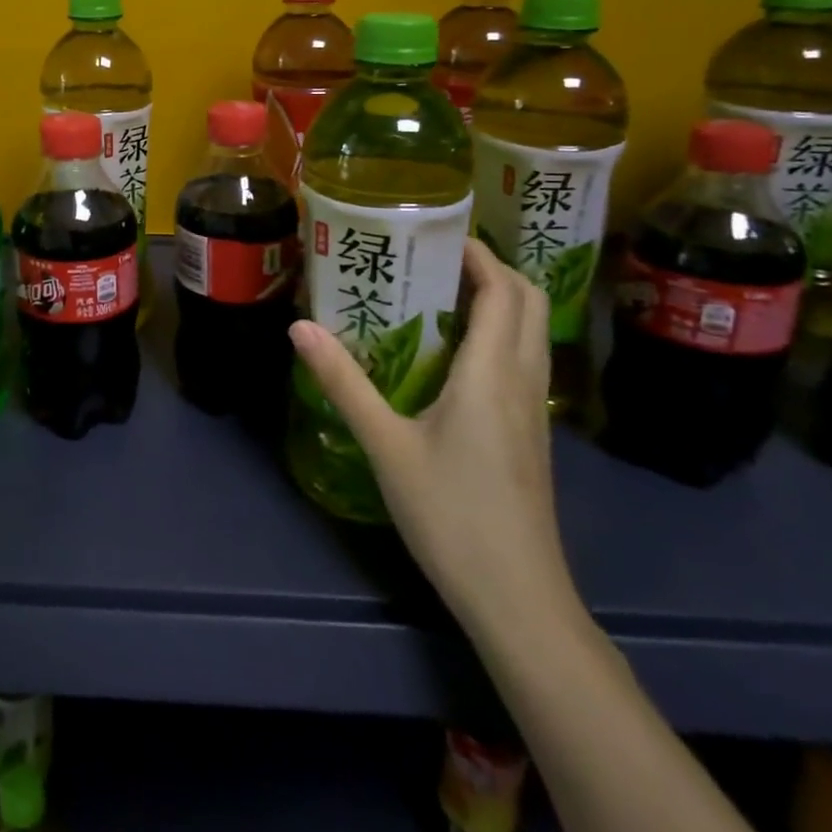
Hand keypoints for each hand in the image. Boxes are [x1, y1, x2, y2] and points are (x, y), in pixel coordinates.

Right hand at [290, 238, 573, 628]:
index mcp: (491, 373)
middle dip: (488, 268)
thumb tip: (300, 326)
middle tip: (432, 258)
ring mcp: (532, 410)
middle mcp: (521, 381)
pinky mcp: (529, 434)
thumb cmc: (451, 515)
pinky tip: (450, 354)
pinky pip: (520, 360)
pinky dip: (496, 334)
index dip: (477, 253)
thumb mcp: (385, 445)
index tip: (436, 232)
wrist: (517, 599)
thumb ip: (343, 382)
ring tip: (436, 293)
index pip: (502, 291)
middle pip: (525, 302)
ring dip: (495, 300)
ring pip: (529, 332)